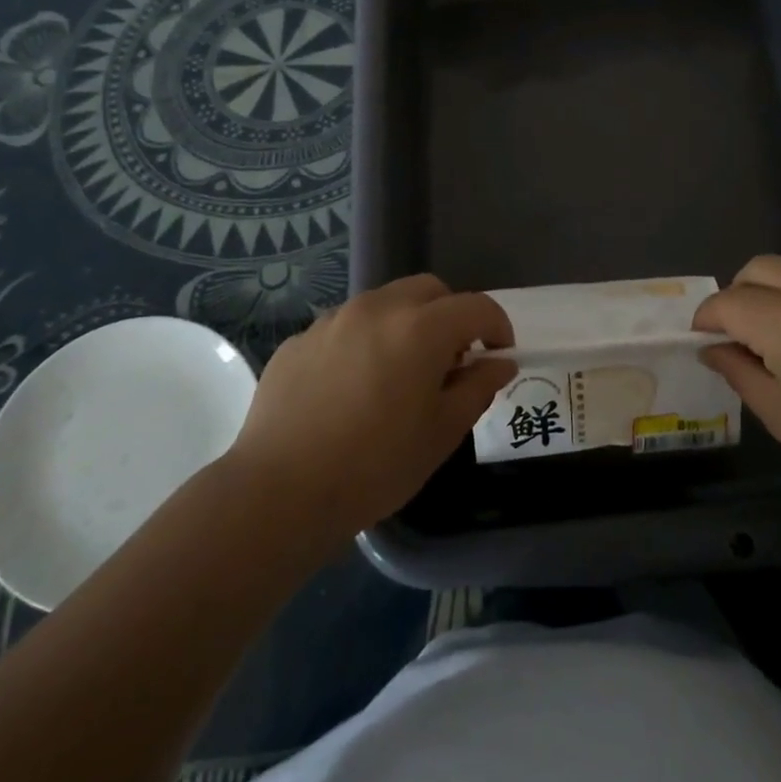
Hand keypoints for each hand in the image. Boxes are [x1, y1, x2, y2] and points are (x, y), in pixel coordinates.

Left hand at [228, 275, 515, 539]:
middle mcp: (377, 309)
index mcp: (420, 328)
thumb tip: (500, 364)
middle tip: (451, 360)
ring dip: (406, 324)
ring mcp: (333, 320)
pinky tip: (353, 387)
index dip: (497, 327)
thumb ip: (478, 388)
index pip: (476, 307)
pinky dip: (364, 341)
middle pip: (429, 290)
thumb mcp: (442, 432)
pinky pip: (345, 326)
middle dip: (451, 315)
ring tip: (399, 373)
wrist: (280, 491)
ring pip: (385, 302)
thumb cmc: (375, 465)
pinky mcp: (299, 340)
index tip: (499, 355)